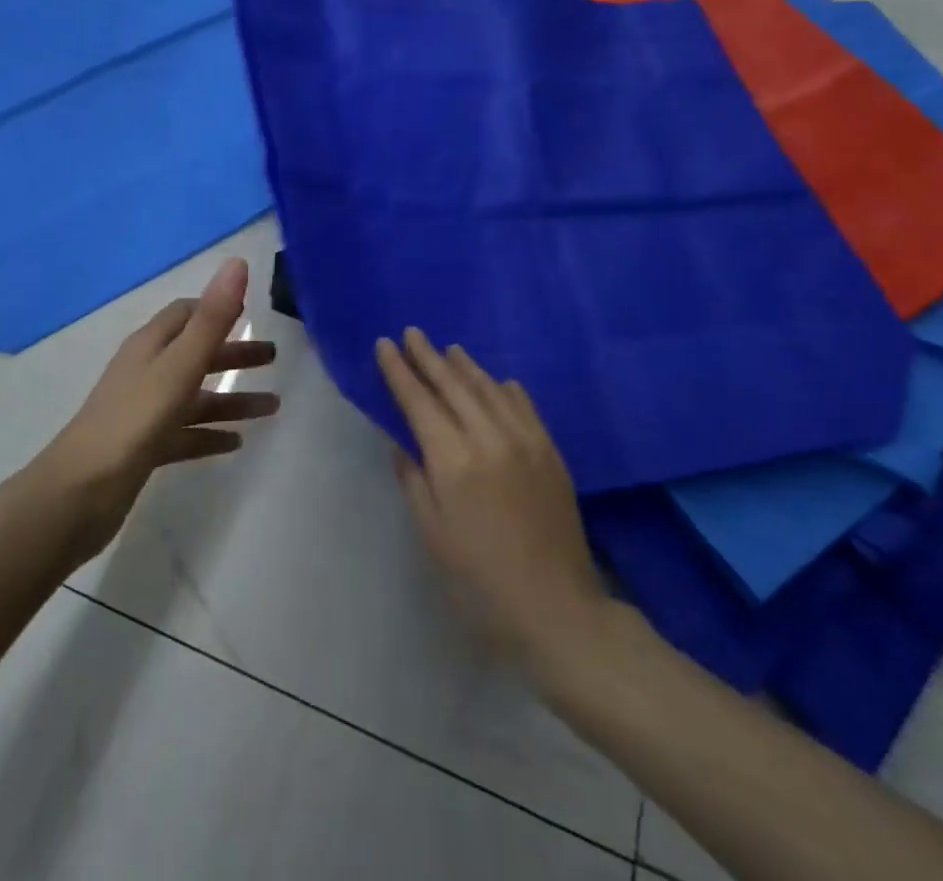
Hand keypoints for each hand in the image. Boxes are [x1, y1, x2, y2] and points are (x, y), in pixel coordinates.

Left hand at [41, 258, 278, 564]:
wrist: (78, 494)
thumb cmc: (133, 420)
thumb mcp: (179, 366)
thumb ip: (212, 319)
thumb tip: (237, 262)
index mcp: (151, 346)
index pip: (186, 314)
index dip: (217, 309)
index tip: (252, 312)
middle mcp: (146, 372)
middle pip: (196, 354)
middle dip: (234, 354)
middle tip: (274, 358)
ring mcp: (143, 412)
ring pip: (195, 397)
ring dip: (232, 399)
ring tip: (272, 408)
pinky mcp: (144, 448)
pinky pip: (186, 434)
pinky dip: (210, 434)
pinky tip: (236, 443)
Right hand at [378, 330, 611, 671]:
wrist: (557, 609)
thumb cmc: (479, 581)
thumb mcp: (433, 534)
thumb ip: (414, 479)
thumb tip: (402, 441)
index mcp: (453, 460)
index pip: (418, 401)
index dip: (399, 371)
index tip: (385, 344)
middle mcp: (489, 437)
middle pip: (452, 384)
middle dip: (427, 357)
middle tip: (411, 333)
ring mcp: (525, 440)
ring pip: (488, 388)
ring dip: (465, 365)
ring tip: (448, 348)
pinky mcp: (550, 450)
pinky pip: (524, 405)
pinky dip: (505, 387)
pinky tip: (498, 380)